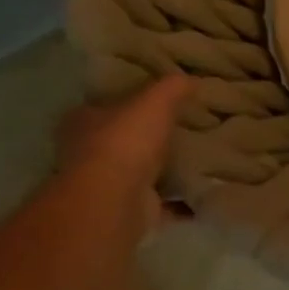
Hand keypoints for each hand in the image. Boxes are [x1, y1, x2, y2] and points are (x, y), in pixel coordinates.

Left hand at [55, 76, 190, 239]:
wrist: (115, 200)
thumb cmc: (126, 141)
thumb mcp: (155, 100)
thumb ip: (173, 87)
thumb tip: (192, 79)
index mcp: (83, 121)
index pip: (103, 105)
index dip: (127, 101)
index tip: (157, 100)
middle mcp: (87, 153)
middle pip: (120, 140)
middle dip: (147, 137)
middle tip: (183, 126)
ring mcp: (106, 185)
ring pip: (139, 172)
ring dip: (163, 169)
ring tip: (199, 158)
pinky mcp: (128, 211)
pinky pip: (161, 202)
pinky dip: (181, 200)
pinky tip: (204, 190)